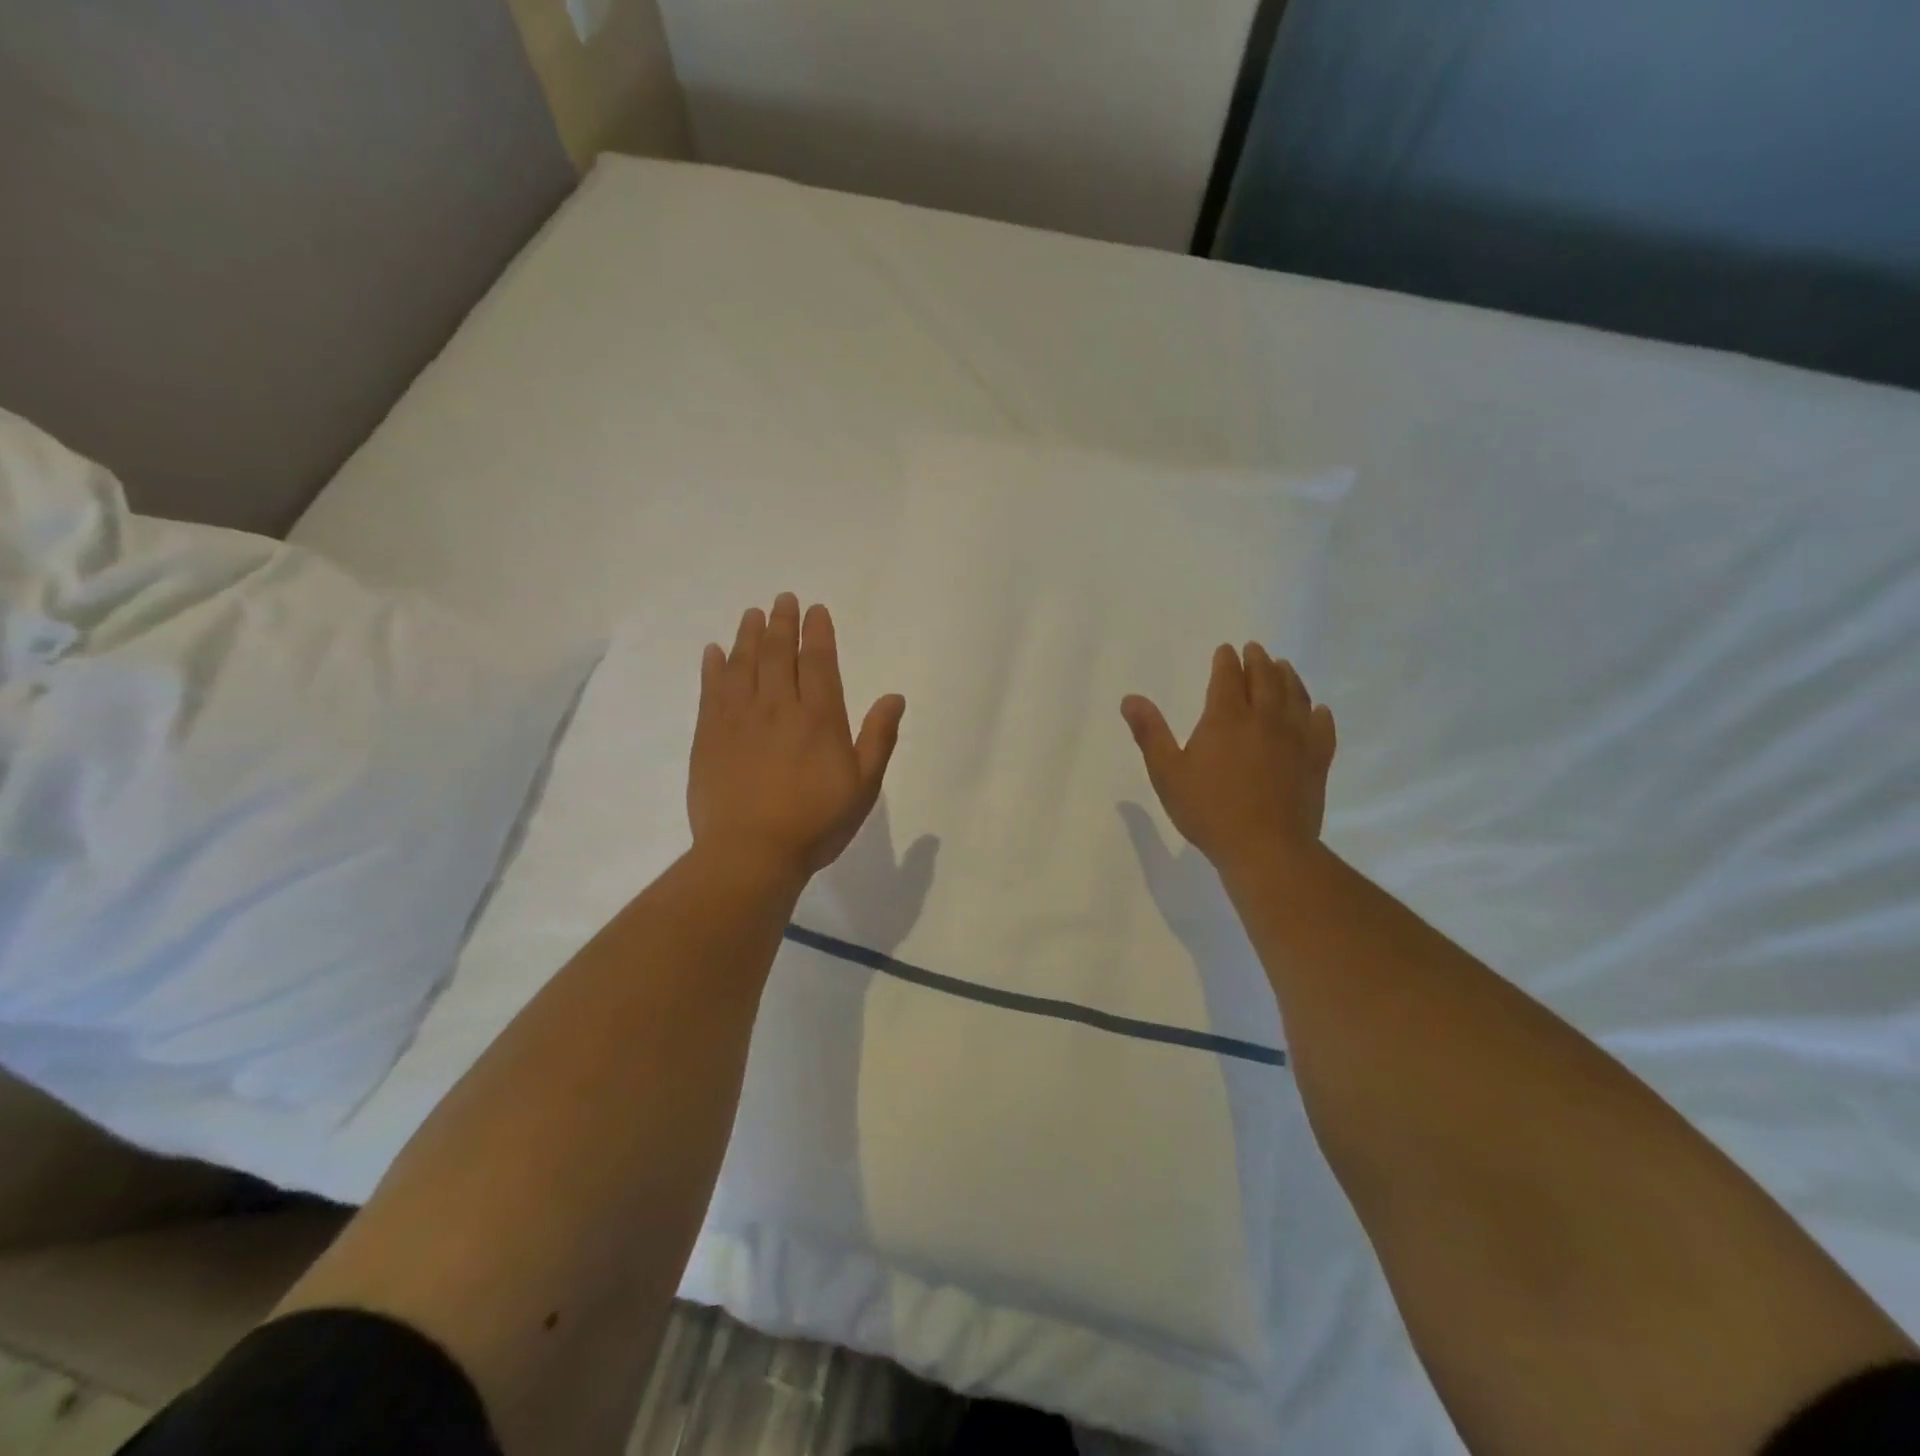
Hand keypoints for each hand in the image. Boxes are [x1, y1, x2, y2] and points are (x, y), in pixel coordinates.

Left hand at [689, 594, 904, 884]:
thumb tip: (894, 697)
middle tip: (782, 599)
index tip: (815, 610)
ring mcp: (738, 719)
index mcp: (818, 717)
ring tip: (752, 614)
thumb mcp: (863, 786)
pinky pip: (710, 690)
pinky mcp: (709, 736)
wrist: (750, 853)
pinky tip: (714, 652)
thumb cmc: (815, 823)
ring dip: (748, 635)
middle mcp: (777, 707)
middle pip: (777, 653)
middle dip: (781, 623)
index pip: (818, 661)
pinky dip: (713, 667)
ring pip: (743, 664)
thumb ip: (878, 738)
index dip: (817, 632)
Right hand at [1121, 643, 1335, 872]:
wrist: (1265, 847)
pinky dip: (1319, 714)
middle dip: (1258, 661)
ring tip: (1284, 667)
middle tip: (1256, 649)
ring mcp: (1296, 739)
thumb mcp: (1167, 773)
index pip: (1228, 678)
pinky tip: (1319, 710)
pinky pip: (1322, 729)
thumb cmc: (1208, 810)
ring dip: (1289, 678)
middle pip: (1265, 679)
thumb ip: (1150, 733)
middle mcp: (1264, 719)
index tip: (1226, 650)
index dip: (1226, 661)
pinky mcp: (1316, 761)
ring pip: (1296, 697)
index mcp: (1226, 719)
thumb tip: (1130, 698)